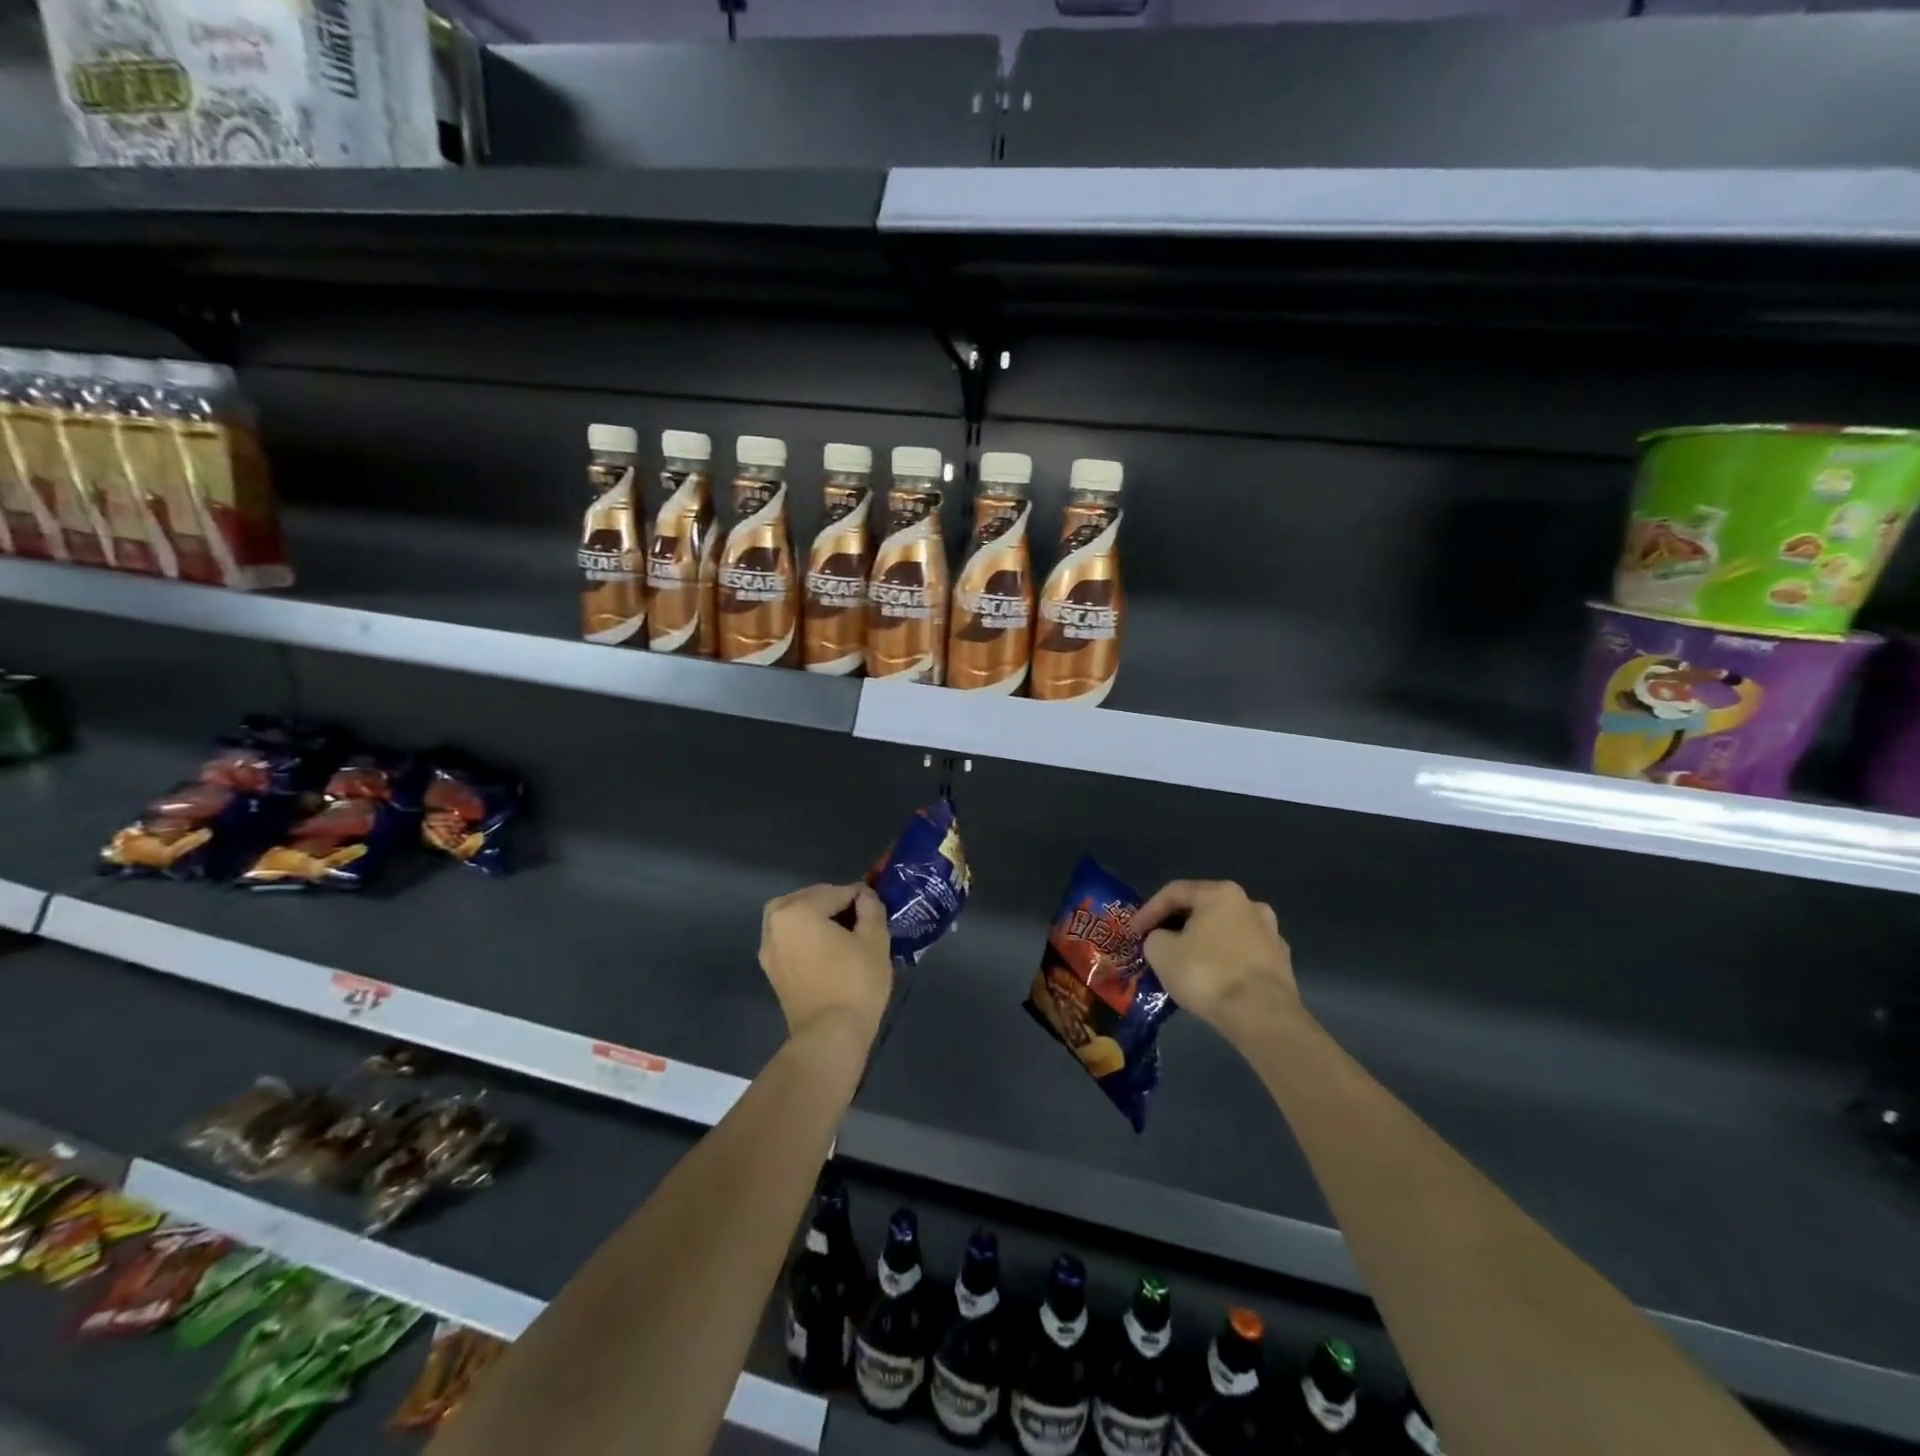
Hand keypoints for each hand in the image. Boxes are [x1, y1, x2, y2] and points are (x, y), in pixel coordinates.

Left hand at [758, 882, 892, 1043]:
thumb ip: (871, 908)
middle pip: (808, 900)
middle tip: (860, 918)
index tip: (877, 908)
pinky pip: (789, 939)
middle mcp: (775, 924)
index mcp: (797, 910)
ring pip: (794, 918)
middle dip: (833, 903)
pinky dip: (806, 936)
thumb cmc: (855, 983)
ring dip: (816, 918)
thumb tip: (865, 896)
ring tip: (843, 932)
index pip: (836, 892)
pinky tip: (828, 950)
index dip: (861, 897)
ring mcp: (769, 949)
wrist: (829, 1037)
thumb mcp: (875, 939)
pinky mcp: (772, 971)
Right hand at [1134, 880, 1300, 1043]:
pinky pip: (1241, 954)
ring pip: (1224, 932)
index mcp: (1220, 893)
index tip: (1133, 933)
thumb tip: (1163, 940)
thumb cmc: (1206, 973)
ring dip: (1202, 943)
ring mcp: (1271, 934)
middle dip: (1176, 926)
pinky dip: (1223, 961)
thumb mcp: (1160, 952)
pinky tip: (1211, 980)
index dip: (1148, 911)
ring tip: (1183, 963)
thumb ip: (1154, 937)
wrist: (1262, 1016)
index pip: (1174, 892)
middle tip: (1156, 944)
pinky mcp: (1281, 963)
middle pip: (1202, 909)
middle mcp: (1250, 904)